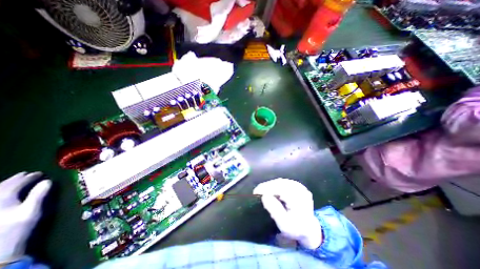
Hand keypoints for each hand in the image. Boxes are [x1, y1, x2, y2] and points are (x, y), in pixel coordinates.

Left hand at [0, 172, 50, 262]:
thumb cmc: (17, 228)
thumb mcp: (31, 211)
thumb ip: (39, 195)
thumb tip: (47, 181)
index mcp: (3, 199)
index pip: (16, 184)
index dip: (29, 178)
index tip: (40, 173)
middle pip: (1, 187)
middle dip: (15, 179)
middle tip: (27, 174)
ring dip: (5, 184)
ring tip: (15, 180)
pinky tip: (2, 192)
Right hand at [255, 178, 321, 248]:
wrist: (309, 229)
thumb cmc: (296, 229)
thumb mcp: (285, 225)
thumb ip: (275, 210)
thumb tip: (264, 196)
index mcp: (299, 198)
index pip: (279, 188)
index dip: (266, 189)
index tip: (255, 192)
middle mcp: (300, 189)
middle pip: (279, 183)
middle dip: (267, 186)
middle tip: (257, 191)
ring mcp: (299, 186)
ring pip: (280, 182)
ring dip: (270, 185)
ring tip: (262, 191)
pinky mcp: (297, 186)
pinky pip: (283, 182)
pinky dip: (275, 185)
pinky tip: (270, 190)